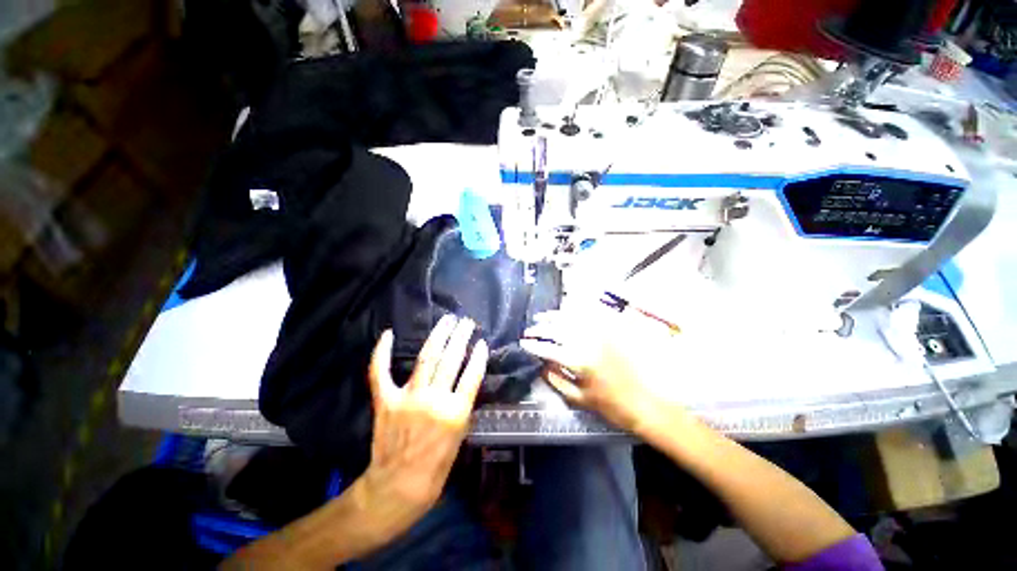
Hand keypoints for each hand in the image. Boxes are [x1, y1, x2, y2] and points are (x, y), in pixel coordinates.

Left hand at [359, 315, 487, 544]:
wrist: (397, 488)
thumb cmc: (435, 468)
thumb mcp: (460, 437)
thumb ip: (461, 405)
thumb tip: (464, 381)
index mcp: (456, 413)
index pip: (472, 374)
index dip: (478, 355)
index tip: (481, 342)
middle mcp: (434, 400)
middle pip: (451, 359)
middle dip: (461, 336)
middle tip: (466, 322)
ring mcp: (408, 398)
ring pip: (427, 358)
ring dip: (439, 335)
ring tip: (447, 321)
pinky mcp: (386, 401)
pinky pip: (381, 372)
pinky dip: (382, 352)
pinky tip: (388, 333)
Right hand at [520, 304, 682, 435]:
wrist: (650, 402)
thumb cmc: (613, 406)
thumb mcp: (580, 399)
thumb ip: (556, 380)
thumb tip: (540, 365)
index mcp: (579, 361)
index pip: (548, 348)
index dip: (533, 345)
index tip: (523, 343)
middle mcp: (588, 341)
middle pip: (557, 328)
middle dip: (539, 327)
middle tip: (529, 329)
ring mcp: (602, 331)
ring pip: (571, 316)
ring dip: (554, 316)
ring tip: (542, 316)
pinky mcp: (613, 327)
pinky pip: (591, 312)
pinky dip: (575, 309)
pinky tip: (567, 310)